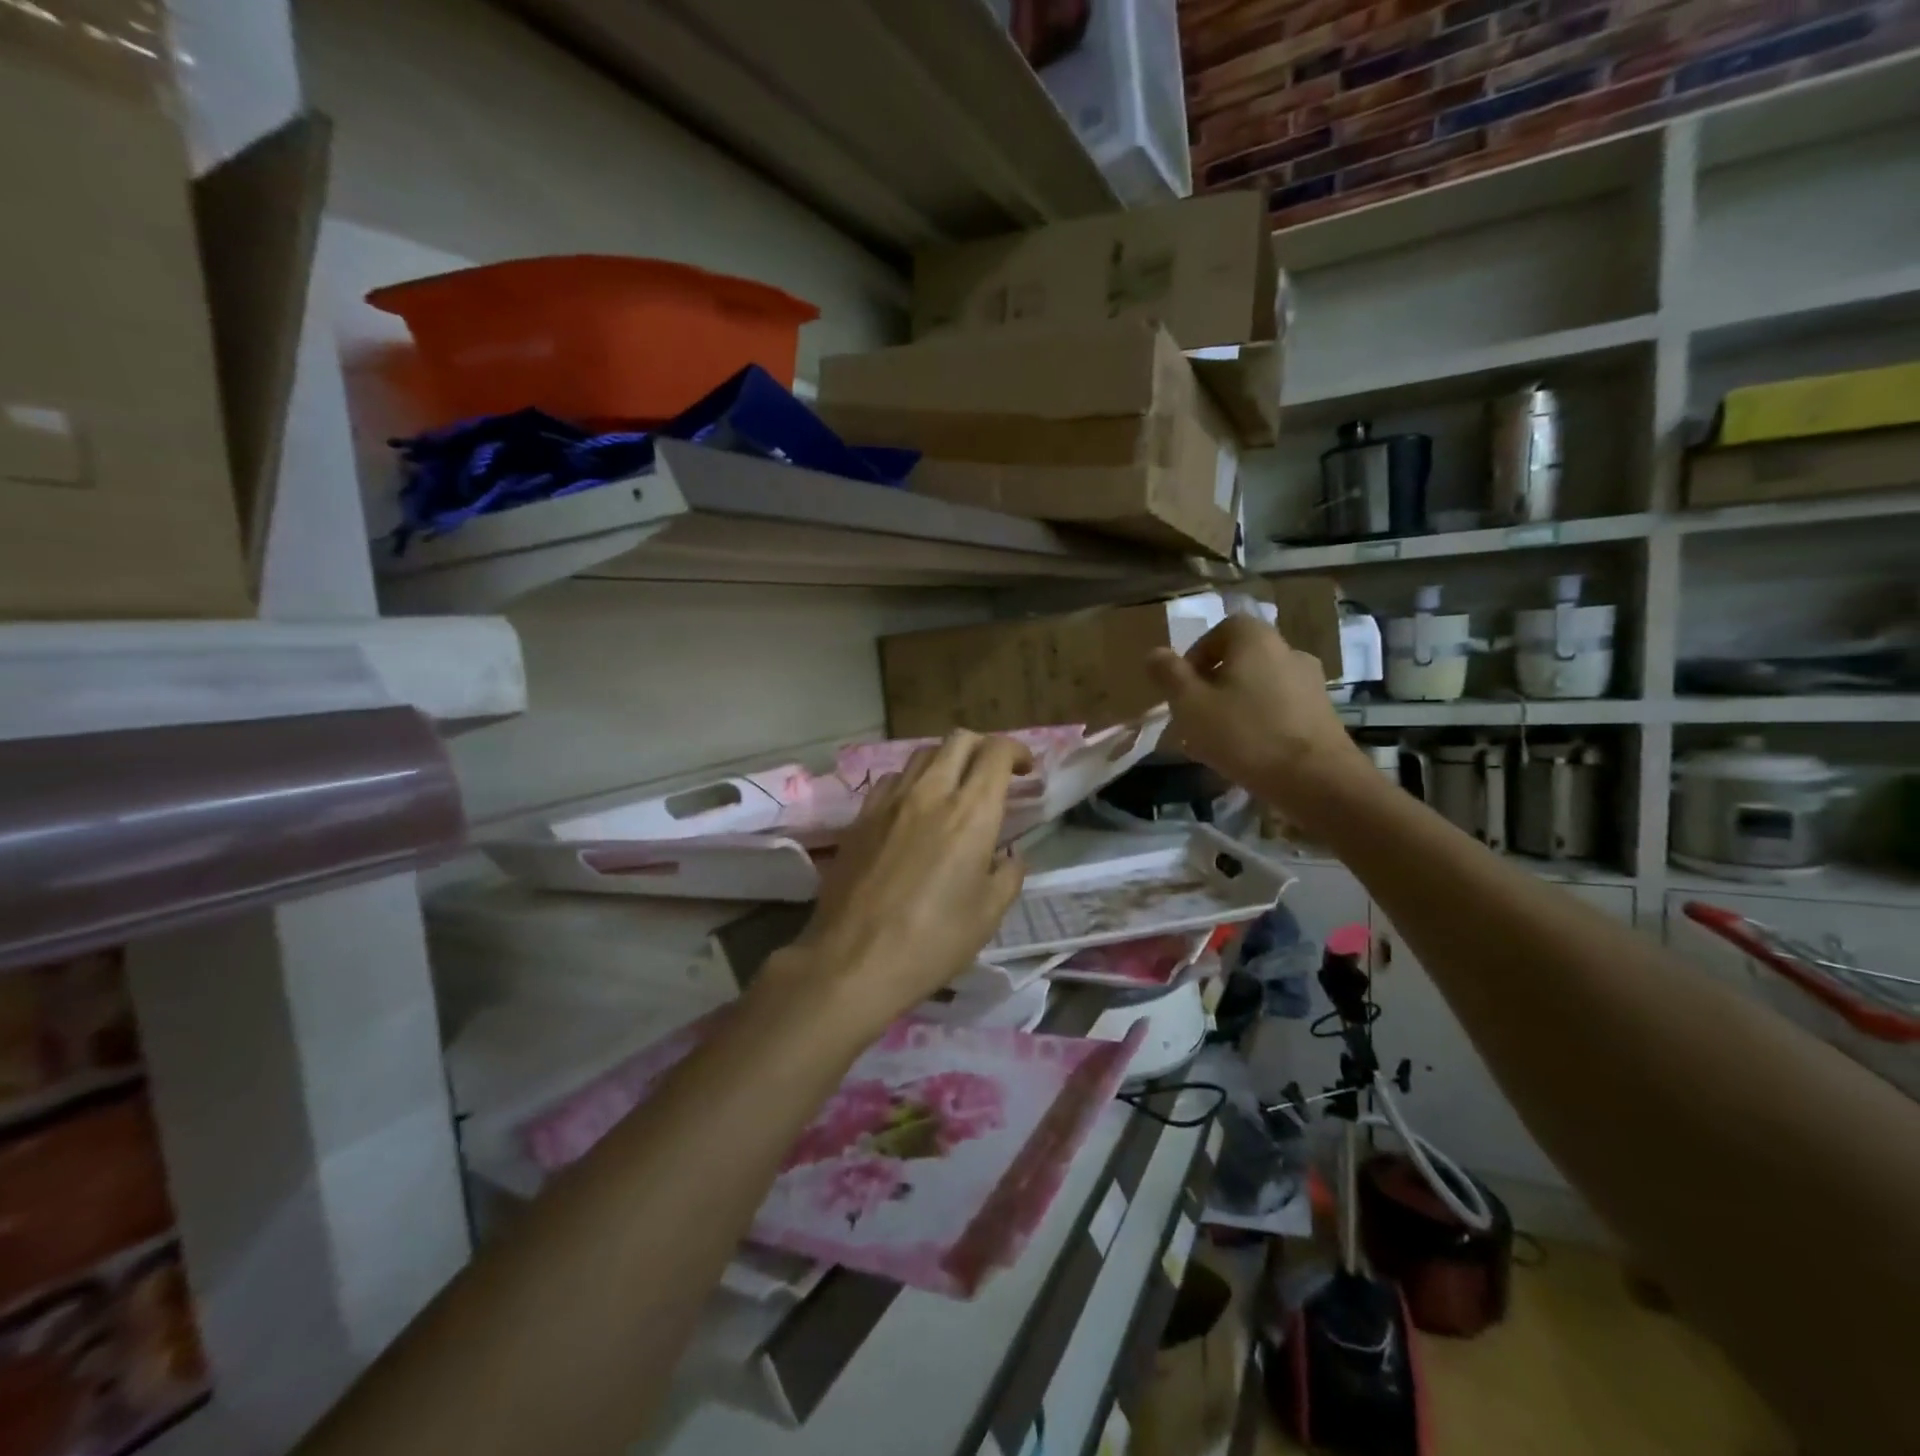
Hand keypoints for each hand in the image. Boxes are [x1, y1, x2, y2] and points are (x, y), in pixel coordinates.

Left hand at [766, 731, 1031, 1042]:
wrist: (854, 961)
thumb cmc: (933, 942)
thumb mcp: (989, 914)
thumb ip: (1008, 874)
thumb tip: (1008, 855)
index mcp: (970, 812)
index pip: (997, 752)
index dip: (1018, 751)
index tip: (1027, 771)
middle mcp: (930, 793)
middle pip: (959, 740)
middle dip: (984, 747)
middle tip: (994, 775)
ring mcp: (889, 801)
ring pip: (922, 755)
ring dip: (946, 762)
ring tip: (954, 790)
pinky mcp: (860, 817)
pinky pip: (891, 781)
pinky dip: (912, 783)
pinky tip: (913, 812)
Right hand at [1146, 614, 1372, 827]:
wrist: (1317, 780)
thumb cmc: (1245, 734)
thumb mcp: (1191, 705)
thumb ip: (1169, 675)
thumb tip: (1154, 653)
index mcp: (1256, 639)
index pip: (1221, 630)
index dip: (1196, 656)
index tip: (1182, 689)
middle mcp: (1288, 651)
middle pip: (1239, 660)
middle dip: (1212, 686)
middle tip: (1194, 718)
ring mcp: (1310, 682)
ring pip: (1258, 687)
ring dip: (1235, 706)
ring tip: (1217, 742)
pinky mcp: (1322, 713)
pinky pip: (1279, 709)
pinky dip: (1259, 722)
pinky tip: (1248, 754)